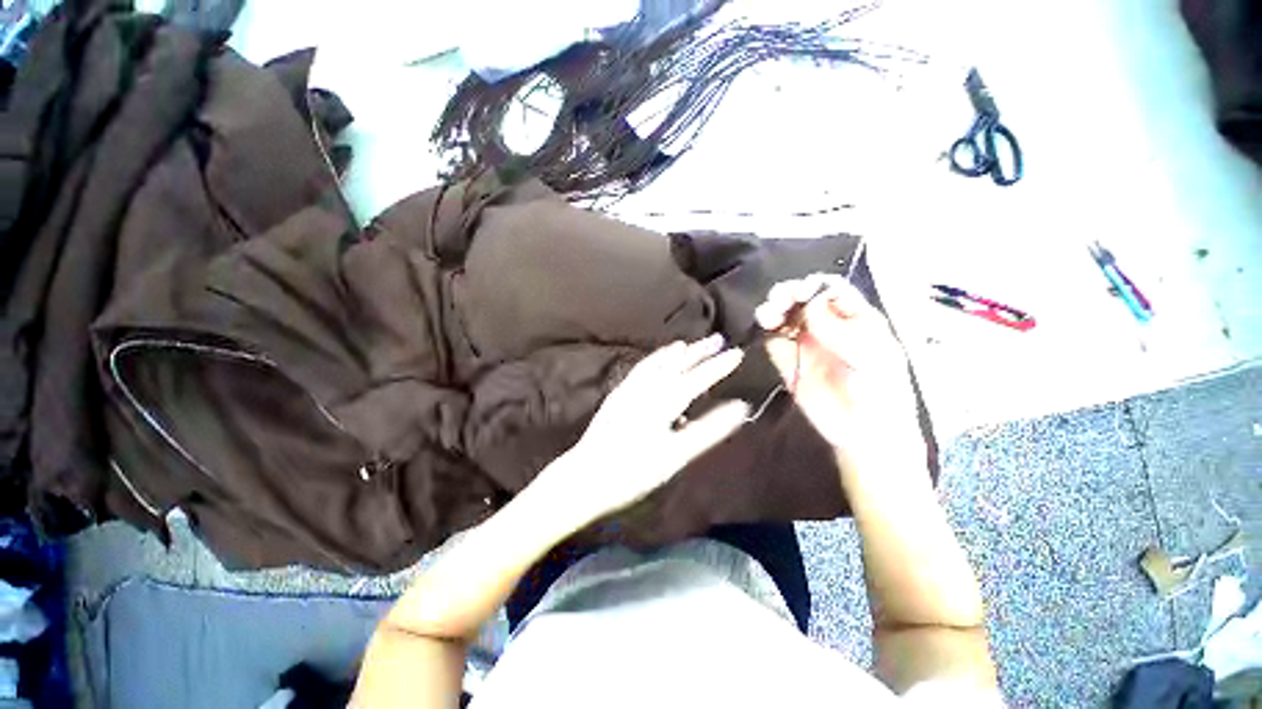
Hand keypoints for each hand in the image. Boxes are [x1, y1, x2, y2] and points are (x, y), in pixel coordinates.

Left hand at [542, 335, 750, 525]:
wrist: (587, 476)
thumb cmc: (635, 471)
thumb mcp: (677, 454)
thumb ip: (709, 429)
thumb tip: (739, 408)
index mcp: (664, 401)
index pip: (698, 378)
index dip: (719, 365)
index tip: (738, 353)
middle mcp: (647, 388)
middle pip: (677, 364)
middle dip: (698, 351)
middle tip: (717, 339)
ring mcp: (629, 389)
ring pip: (657, 364)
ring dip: (674, 353)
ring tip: (687, 344)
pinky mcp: (618, 395)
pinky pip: (640, 370)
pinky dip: (652, 361)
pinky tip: (655, 362)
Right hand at [755, 274, 923, 469]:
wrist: (863, 434)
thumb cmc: (880, 393)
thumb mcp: (871, 357)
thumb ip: (840, 330)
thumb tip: (809, 306)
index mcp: (855, 319)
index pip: (833, 289)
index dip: (815, 285)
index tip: (801, 292)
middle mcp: (827, 326)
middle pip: (804, 299)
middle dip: (789, 293)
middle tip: (780, 299)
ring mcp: (806, 343)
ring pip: (785, 316)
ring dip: (774, 309)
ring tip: (768, 315)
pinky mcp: (788, 361)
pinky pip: (774, 340)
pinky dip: (767, 331)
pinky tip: (766, 329)